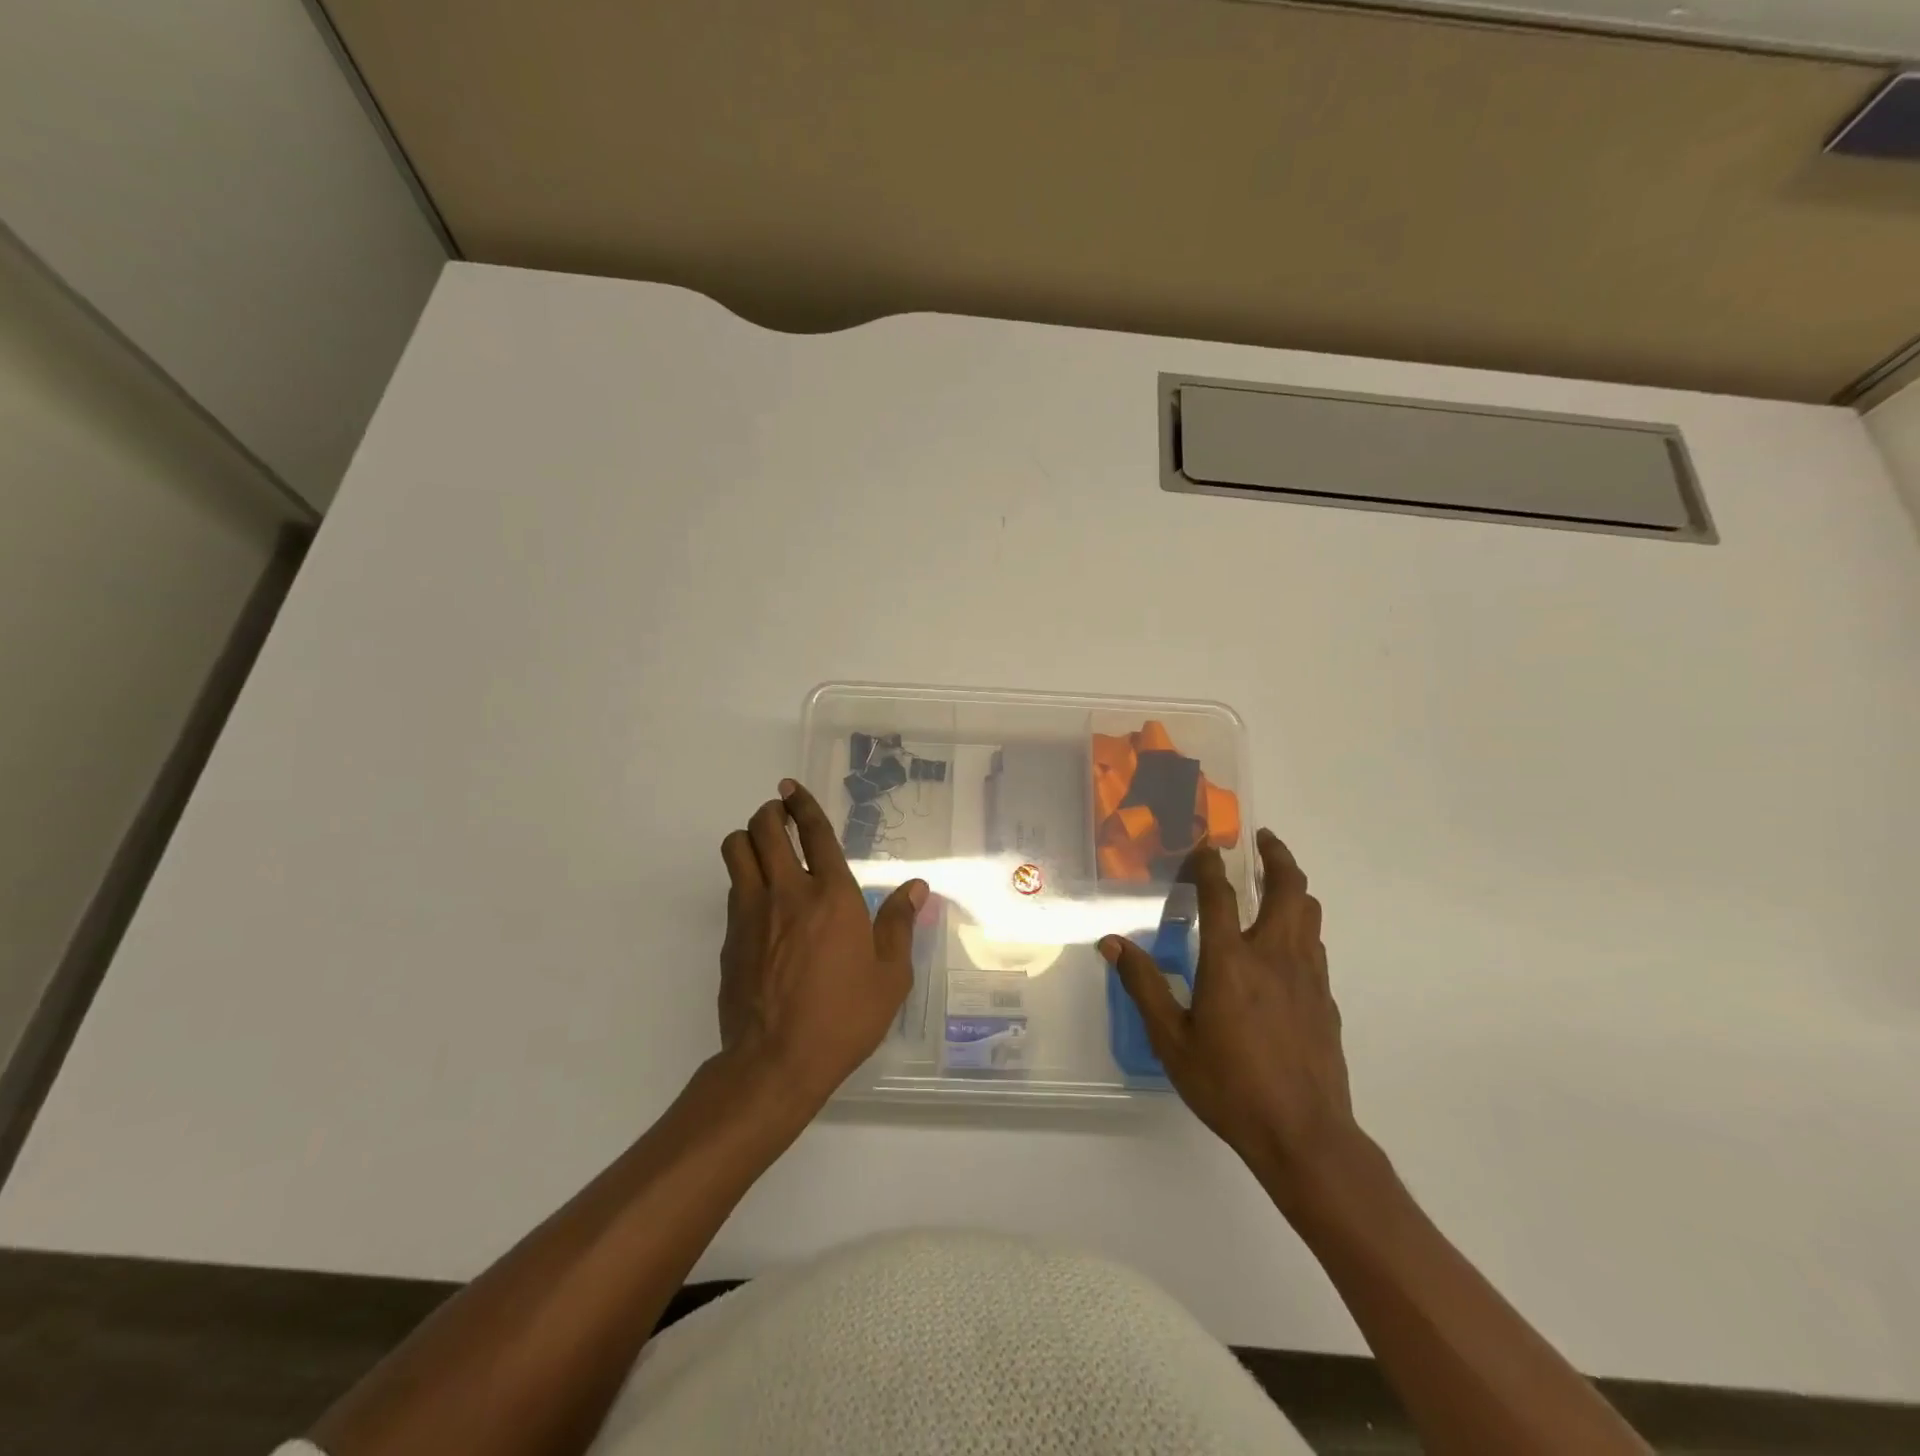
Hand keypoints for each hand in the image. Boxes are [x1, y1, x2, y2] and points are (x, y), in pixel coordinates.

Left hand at [718, 780, 925, 1105]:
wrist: (775, 1063)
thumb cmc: (844, 1018)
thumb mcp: (890, 976)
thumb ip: (899, 924)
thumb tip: (917, 887)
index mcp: (832, 896)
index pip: (814, 833)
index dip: (802, 804)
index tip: (791, 788)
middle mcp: (787, 892)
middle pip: (763, 830)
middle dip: (769, 813)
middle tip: (779, 815)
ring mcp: (751, 914)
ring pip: (736, 852)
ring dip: (748, 840)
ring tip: (764, 850)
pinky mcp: (729, 938)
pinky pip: (733, 891)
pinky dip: (744, 882)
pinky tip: (762, 904)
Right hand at [1101, 830, 1358, 1196]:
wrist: (1305, 1135)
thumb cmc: (1229, 1086)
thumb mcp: (1172, 1040)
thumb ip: (1144, 985)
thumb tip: (1113, 943)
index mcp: (1232, 961)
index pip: (1220, 895)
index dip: (1210, 864)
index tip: (1205, 845)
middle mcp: (1274, 956)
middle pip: (1288, 888)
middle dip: (1276, 856)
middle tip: (1262, 838)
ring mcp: (1307, 976)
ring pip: (1309, 912)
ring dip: (1294, 886)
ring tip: (1277, 878)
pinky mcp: (1325, 998)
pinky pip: (1314, 944)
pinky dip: (1301, 924)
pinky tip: (1286, 941)